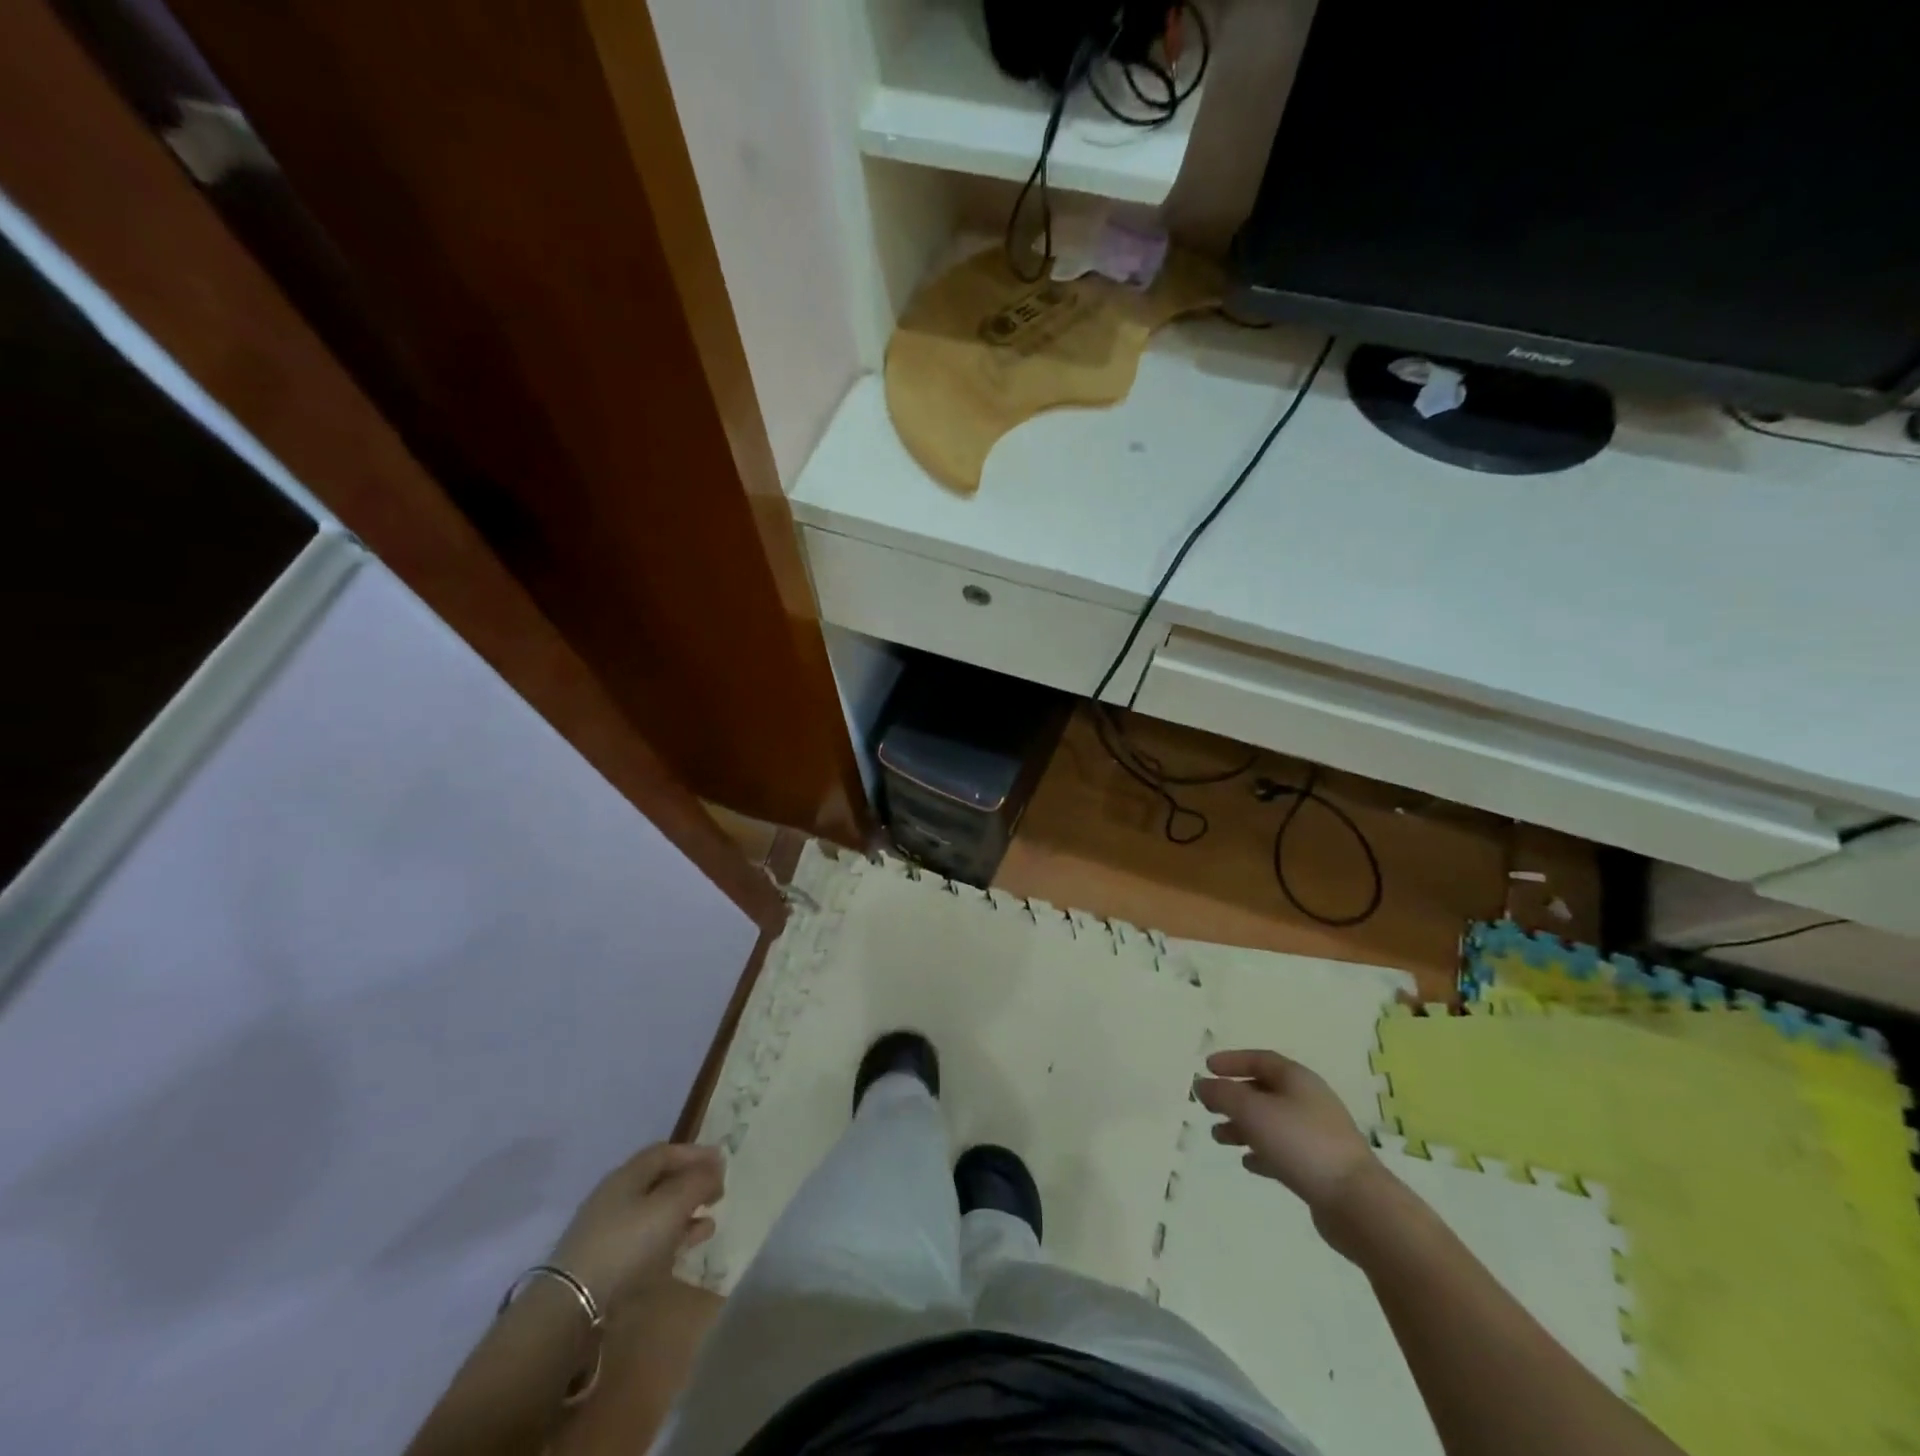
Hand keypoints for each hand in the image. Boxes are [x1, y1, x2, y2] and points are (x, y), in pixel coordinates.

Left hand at [550, 1143, 723, 1313]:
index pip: (666, 1152)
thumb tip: (716, 1166)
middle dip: (691, 1183)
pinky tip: (688, 1246)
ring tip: (710, 1221)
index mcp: (628, 1175)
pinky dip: (672, 1238)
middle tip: (718, 1191)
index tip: (722, 1162)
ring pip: (656, 1212)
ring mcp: (610, 1232)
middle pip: (660, 1181)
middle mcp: (617, 1197)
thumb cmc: (627, 1244)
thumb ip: (698, 1182)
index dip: (695, 1153)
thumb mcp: (671, 1206)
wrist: (572, 1308)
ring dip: (685, 1213)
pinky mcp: (608, 1263)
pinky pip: (648, 1240)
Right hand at [1194, 1049, 1379, 1217]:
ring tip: (1219, 1138)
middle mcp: (1309, 1101)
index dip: (1232, 1061)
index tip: (1206, 1068)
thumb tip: (1201, 1084)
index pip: (1260, 1059)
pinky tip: (1247, 1163)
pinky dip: (1262, 1152)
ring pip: (1271, 1122)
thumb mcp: (1252, 1111)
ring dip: (1243, 1127)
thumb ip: (1223, 1094)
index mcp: (1297, 1079)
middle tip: (1208, 1107)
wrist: (1356, 1203)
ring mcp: (1317, 1135)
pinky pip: (1283, 1151)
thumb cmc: (1301, 1143)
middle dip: (1233, 1098)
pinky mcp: (1320, 1167)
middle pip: (1264, 1091)